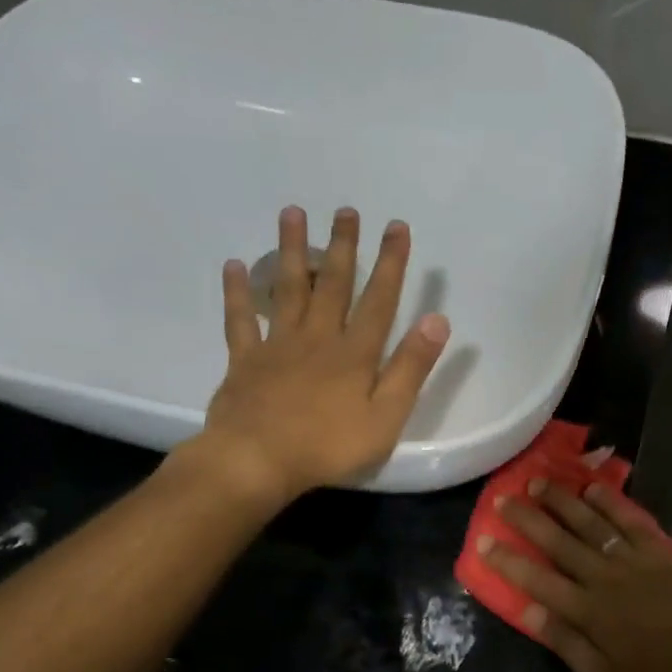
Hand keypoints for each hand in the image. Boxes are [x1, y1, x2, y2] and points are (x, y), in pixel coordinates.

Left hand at [186, 205, 449, 502]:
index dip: (390, 263)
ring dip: (292, 251)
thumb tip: (437, 320)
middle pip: (333, 285)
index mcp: (354, 353)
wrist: (257, 460)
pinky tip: (234, 265)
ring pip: (287, 290)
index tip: (395, 226)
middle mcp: (318, 338)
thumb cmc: (329, 446)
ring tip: (293, 213)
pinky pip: (241, 320)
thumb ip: (410, 369)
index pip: (378, 300)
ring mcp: (278, 346)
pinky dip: (237, 292)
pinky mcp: (246, 361)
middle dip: (342, 246)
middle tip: (345, 210)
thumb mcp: (386, 416)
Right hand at [479, 480, 671, 671]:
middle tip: (503, 499)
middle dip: (527, 519)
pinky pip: (629, 520)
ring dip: (562, 502)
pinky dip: (610, 502)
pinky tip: (592, 488)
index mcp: (587, 611)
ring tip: (539, 482)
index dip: (507, 560)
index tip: (482, 541)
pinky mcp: (657, 551)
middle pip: (558, 543)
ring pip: (590, 524)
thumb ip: (565, 641)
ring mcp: (631, 560)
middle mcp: (603, 577)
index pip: (536, 580)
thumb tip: (527, 611)